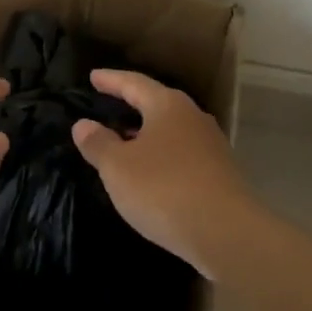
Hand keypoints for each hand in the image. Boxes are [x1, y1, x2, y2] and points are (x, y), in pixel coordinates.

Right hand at [71, 69, 254, 277]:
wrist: (228, 233)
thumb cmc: (164, 190)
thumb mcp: (118, 167)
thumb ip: (99, 143)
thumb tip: (83, 124)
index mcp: (168, 106)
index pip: (134, 83)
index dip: (111, 80)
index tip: (93, 77)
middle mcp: (193, 118)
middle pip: (157, 103)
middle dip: (132, 104)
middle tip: (108, 104)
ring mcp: (211, 146)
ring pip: (171, 130)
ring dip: (147, 133)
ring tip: (125, 140)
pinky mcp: (220, 174)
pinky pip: (182, 155)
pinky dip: (161, 156)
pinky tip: (150, 173)